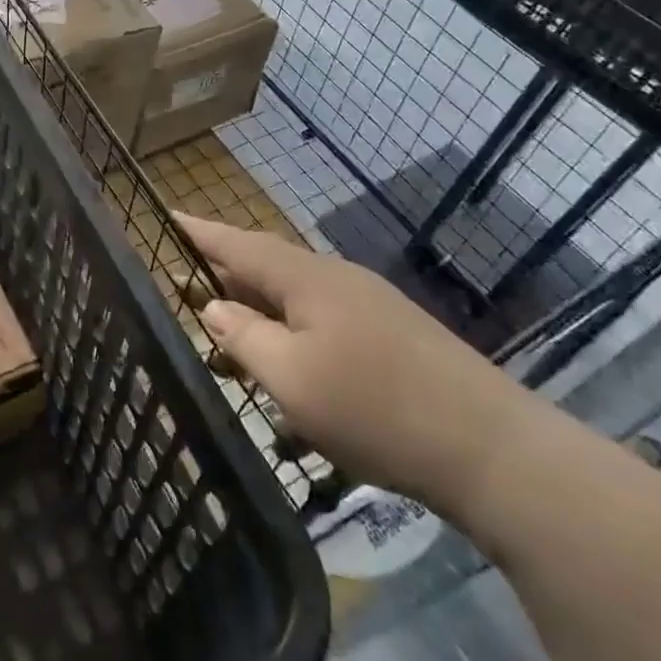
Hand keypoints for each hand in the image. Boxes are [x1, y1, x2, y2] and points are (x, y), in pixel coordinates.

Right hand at [178, 215, 541, 514]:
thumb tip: (212, 306)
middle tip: (186, 285)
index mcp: (306, 278)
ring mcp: (369, 303)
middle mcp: (336, 277)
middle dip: (226, 272)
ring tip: (229, 331)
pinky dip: (291, 328)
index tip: (168, 213)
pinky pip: (322, 316)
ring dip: (259, 307)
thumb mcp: (292, 378)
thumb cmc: (375, 407)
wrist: (491, 447)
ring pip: (296, 294)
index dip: (201, 231)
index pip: (239, 243)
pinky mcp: (392, 333)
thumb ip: (244, 337)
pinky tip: (290, 362)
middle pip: (268, 264)